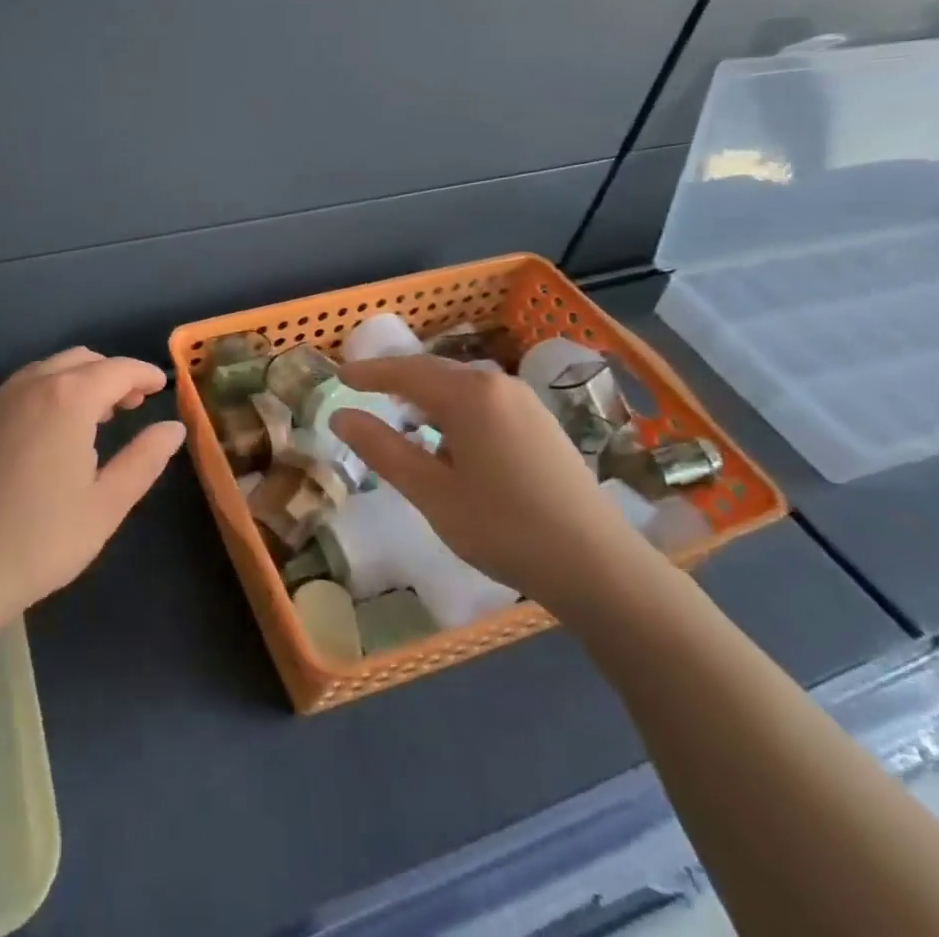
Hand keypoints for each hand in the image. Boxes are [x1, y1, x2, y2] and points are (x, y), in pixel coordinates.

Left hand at [0, 348, 185, 633]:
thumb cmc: (40, 539)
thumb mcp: (106, 504)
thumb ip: (144, 459)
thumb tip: (173, 428)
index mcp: (68, 398)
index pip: (117, 369)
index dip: (143, 374)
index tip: (161, 386)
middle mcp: (31, 386)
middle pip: (80, 360)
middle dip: (111, 374)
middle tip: (132, 404)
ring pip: (47, 371)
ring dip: (78, 381)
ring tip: (95, 418)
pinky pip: (21, 389)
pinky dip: (48, 393)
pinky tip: (50, 433)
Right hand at [328, 357, 653, 609]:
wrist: (599, 567)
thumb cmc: (504, 528)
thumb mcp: (431, 492)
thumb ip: (382, 449)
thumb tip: (340, 416)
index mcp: (469, 394)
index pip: (404, 371)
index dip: (368, 373)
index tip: (338, 375)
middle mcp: (498, 384)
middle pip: (433, 372)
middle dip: (396, 380)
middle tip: (362, 391)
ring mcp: (525, 402)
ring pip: (461, 387)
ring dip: (427, 397)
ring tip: (401, 418)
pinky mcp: (542, 423)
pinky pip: (484, 402)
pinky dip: (454, 410)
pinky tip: (449, 441)